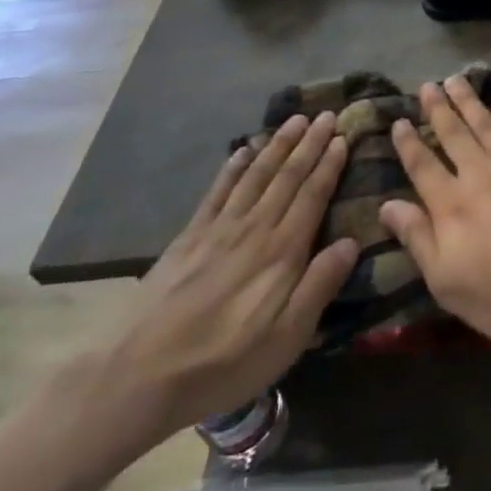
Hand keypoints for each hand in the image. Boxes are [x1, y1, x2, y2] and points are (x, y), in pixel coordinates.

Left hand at [66, 115, 357, 461]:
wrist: (138, 375)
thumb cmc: (224, 361)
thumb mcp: (287, 336)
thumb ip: (320, 285)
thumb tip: (351, 241)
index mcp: (282, 251)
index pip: (312, 196)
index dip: (329, 165)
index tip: (343, 137)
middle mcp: (254, 228)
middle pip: (286, 177)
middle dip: (309, 144)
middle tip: (326, 114)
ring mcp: (218, 229)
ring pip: (255, 175)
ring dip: (277, 145)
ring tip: (294, 120)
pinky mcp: (189, 237)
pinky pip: (217, 191)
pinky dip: (233, 167)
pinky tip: (242, 151)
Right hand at [382, 77, 490, 348]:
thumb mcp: (447, 282)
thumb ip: (417, 238)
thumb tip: (387, 205)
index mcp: (451, 205)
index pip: (422, 165)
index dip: (408, 142)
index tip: (399, 121)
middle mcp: (480, 176)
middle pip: (454, 134)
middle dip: (438, 109)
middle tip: (428, 86)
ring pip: (486, 126)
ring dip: (469, 102)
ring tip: (456, 81)